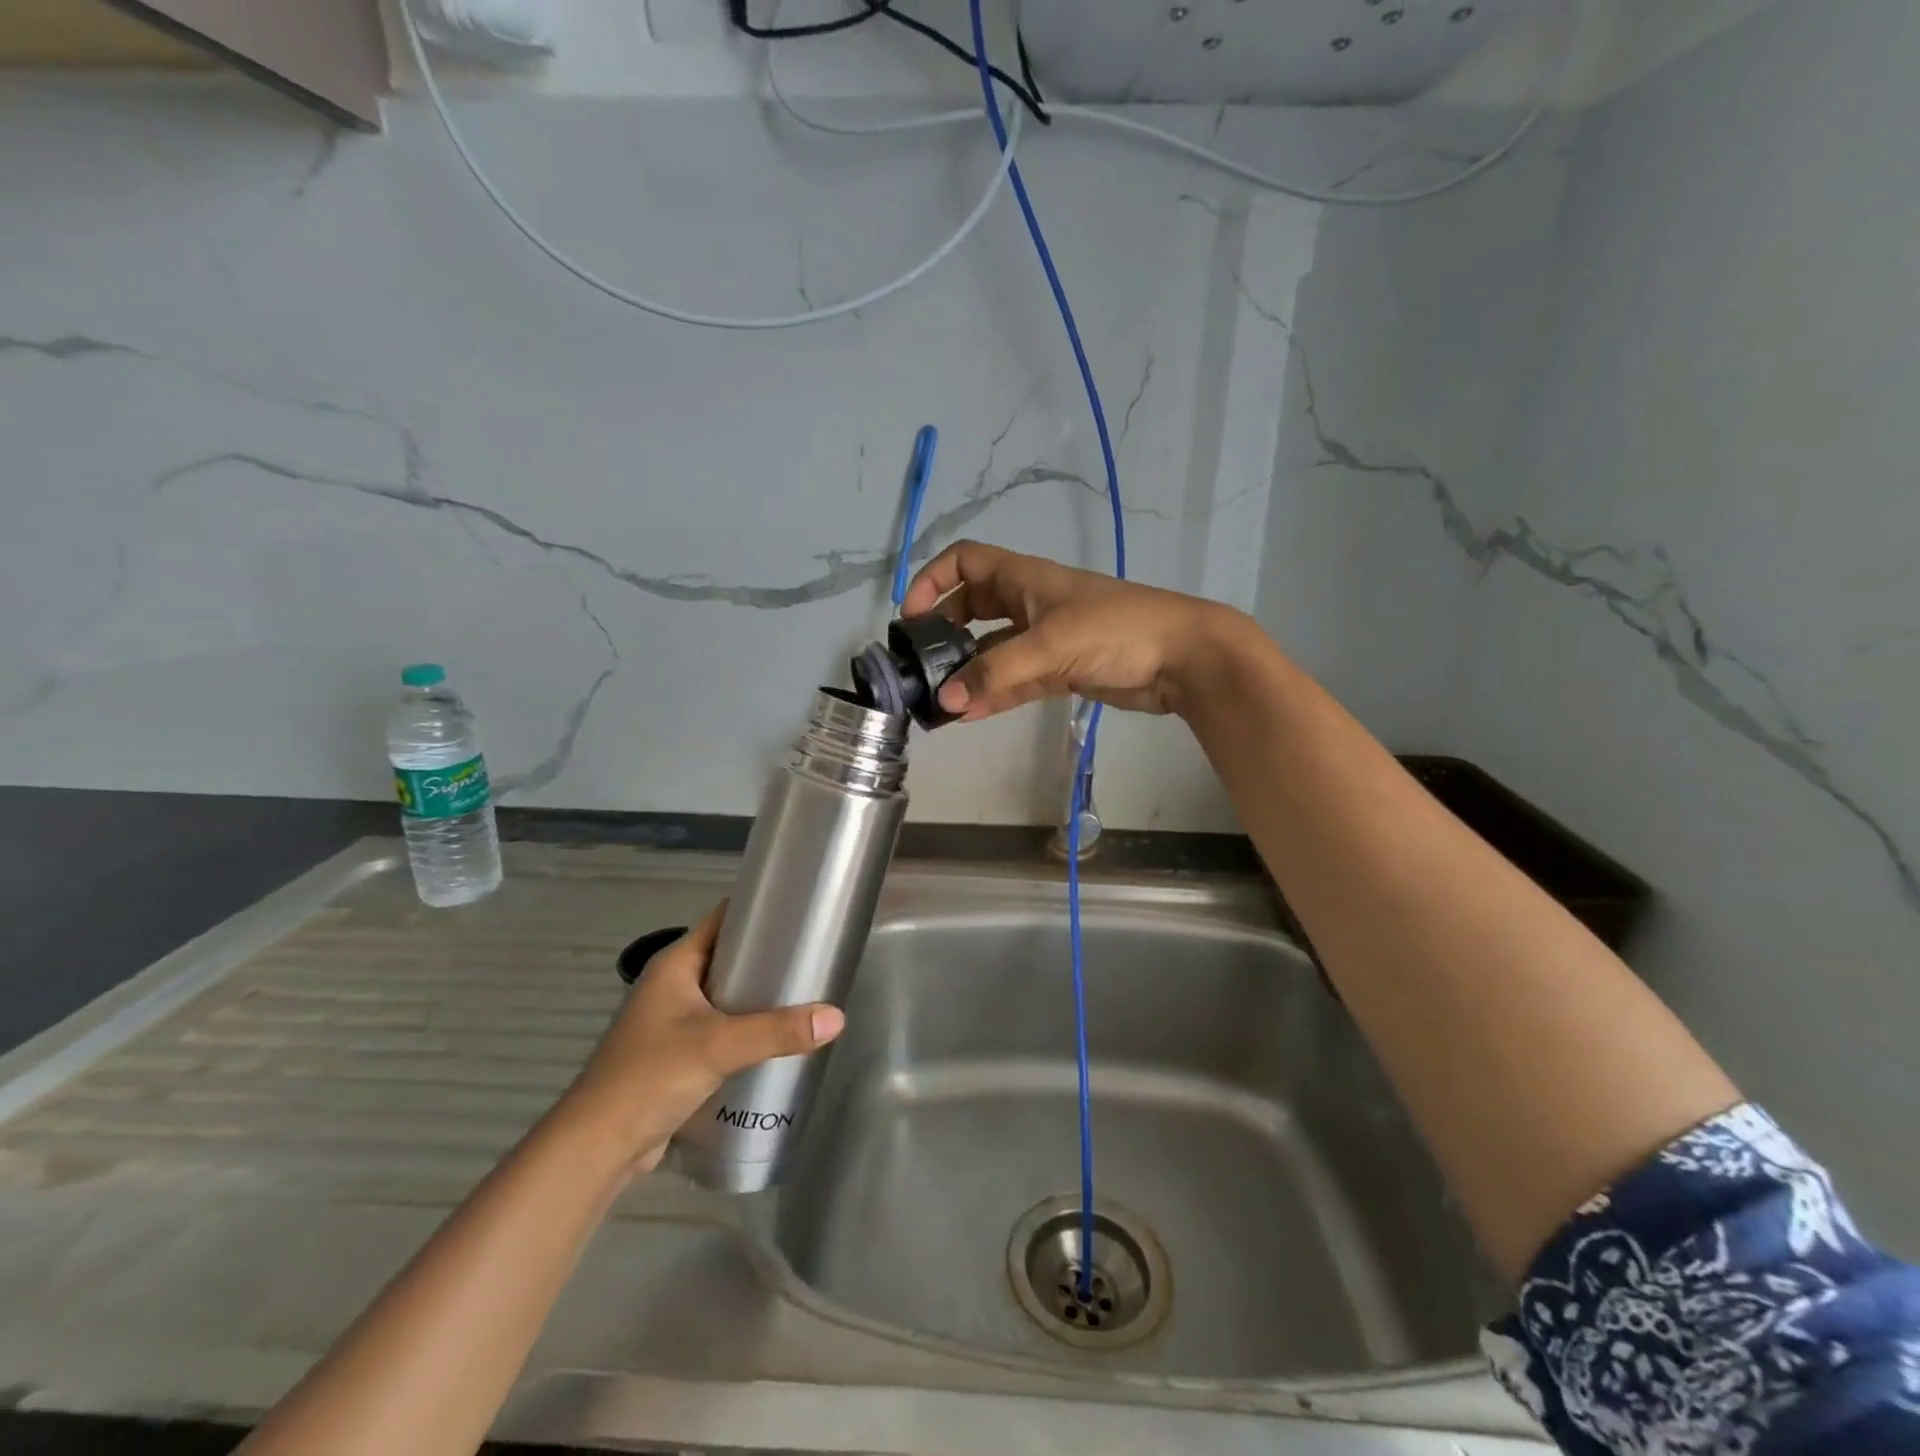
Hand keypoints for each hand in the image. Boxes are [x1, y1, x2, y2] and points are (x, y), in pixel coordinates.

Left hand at [562, 904, 844, 1176]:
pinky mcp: (678, 1054)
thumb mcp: (718, 1046)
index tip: (800, 912)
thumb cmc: (650, 1077)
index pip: (723, 919)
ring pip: (727, 996)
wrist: (597, 1148)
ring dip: (760, 996)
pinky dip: (748, 1029)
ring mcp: (673, 1021)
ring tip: (806, 994)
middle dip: (768, 957)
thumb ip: (777, 1031)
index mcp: (675, 964)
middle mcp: (673, 985)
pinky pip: (722, 1028)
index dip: (759, 910)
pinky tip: (779, 1038)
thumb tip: (836, 1018)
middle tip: (813, 957)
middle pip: (729, 957)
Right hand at [901, 541, 1248, 721]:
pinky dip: (992, 694)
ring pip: (992, 651)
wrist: (1184, 658)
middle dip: (945, 632)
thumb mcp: (1051, 645)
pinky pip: (1014, 680)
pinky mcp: (1060, 671)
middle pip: (973, 608)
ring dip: (967, 671)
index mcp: (1026, 578)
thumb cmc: (1118, 630)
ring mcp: (1045, 639)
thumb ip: (996, 673)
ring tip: (938, 701)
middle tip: (921, 664)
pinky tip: (968, 715)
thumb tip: (944, 702)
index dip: (934, 579)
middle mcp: (1030, 604)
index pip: (966, 562)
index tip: (911, 614)